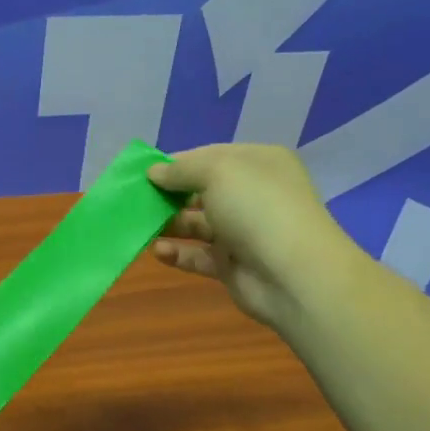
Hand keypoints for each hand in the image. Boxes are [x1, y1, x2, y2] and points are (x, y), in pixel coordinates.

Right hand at [148, 143, 353, 331]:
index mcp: (258, 163)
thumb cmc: (256, 208)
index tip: (144, 173)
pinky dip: (177, 253)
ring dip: (169, 223)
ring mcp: (244, 231)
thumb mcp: (217, 172)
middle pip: (202, 190)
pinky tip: (158, 251)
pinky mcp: (233, 264)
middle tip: (137, 200)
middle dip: (169, 194)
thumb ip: (181, 169)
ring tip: (141, 225)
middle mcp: (252, 194)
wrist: (293, 274)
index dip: (177, 163)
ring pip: (197, 224)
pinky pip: (198, 255)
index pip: (210, 156)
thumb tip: (154, 172)